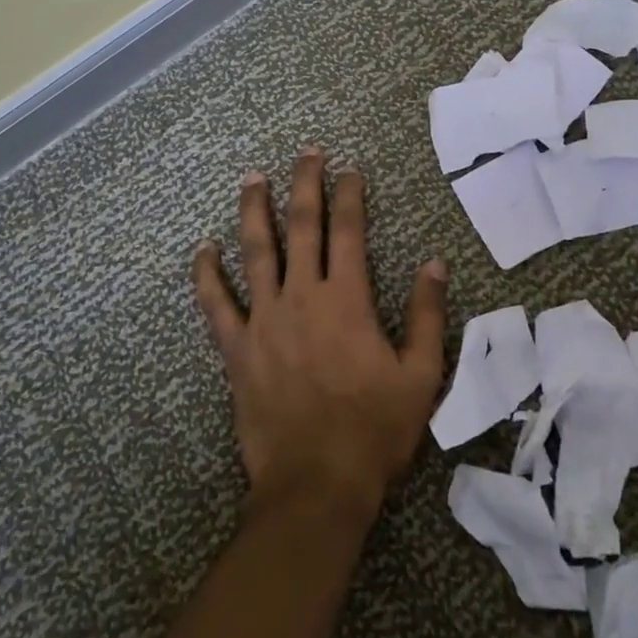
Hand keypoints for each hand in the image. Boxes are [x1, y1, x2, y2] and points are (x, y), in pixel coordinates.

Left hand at [192, 149, 448, 524]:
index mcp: (347, 300)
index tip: (350, 169)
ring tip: (253, 177)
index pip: (349, 231)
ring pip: (256, 251)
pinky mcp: (238, 348)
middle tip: (306, 152)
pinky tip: (203, 248)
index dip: (350, 195)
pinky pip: (216, 304)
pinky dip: (207, 274)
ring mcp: (265, 320)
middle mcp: (303, 296)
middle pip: (302, 226)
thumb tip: (434, 264)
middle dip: (306, 184)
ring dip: (254, 210)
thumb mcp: (420, 375)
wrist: (317, 485)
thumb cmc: (374, 430)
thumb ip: (427, 315)